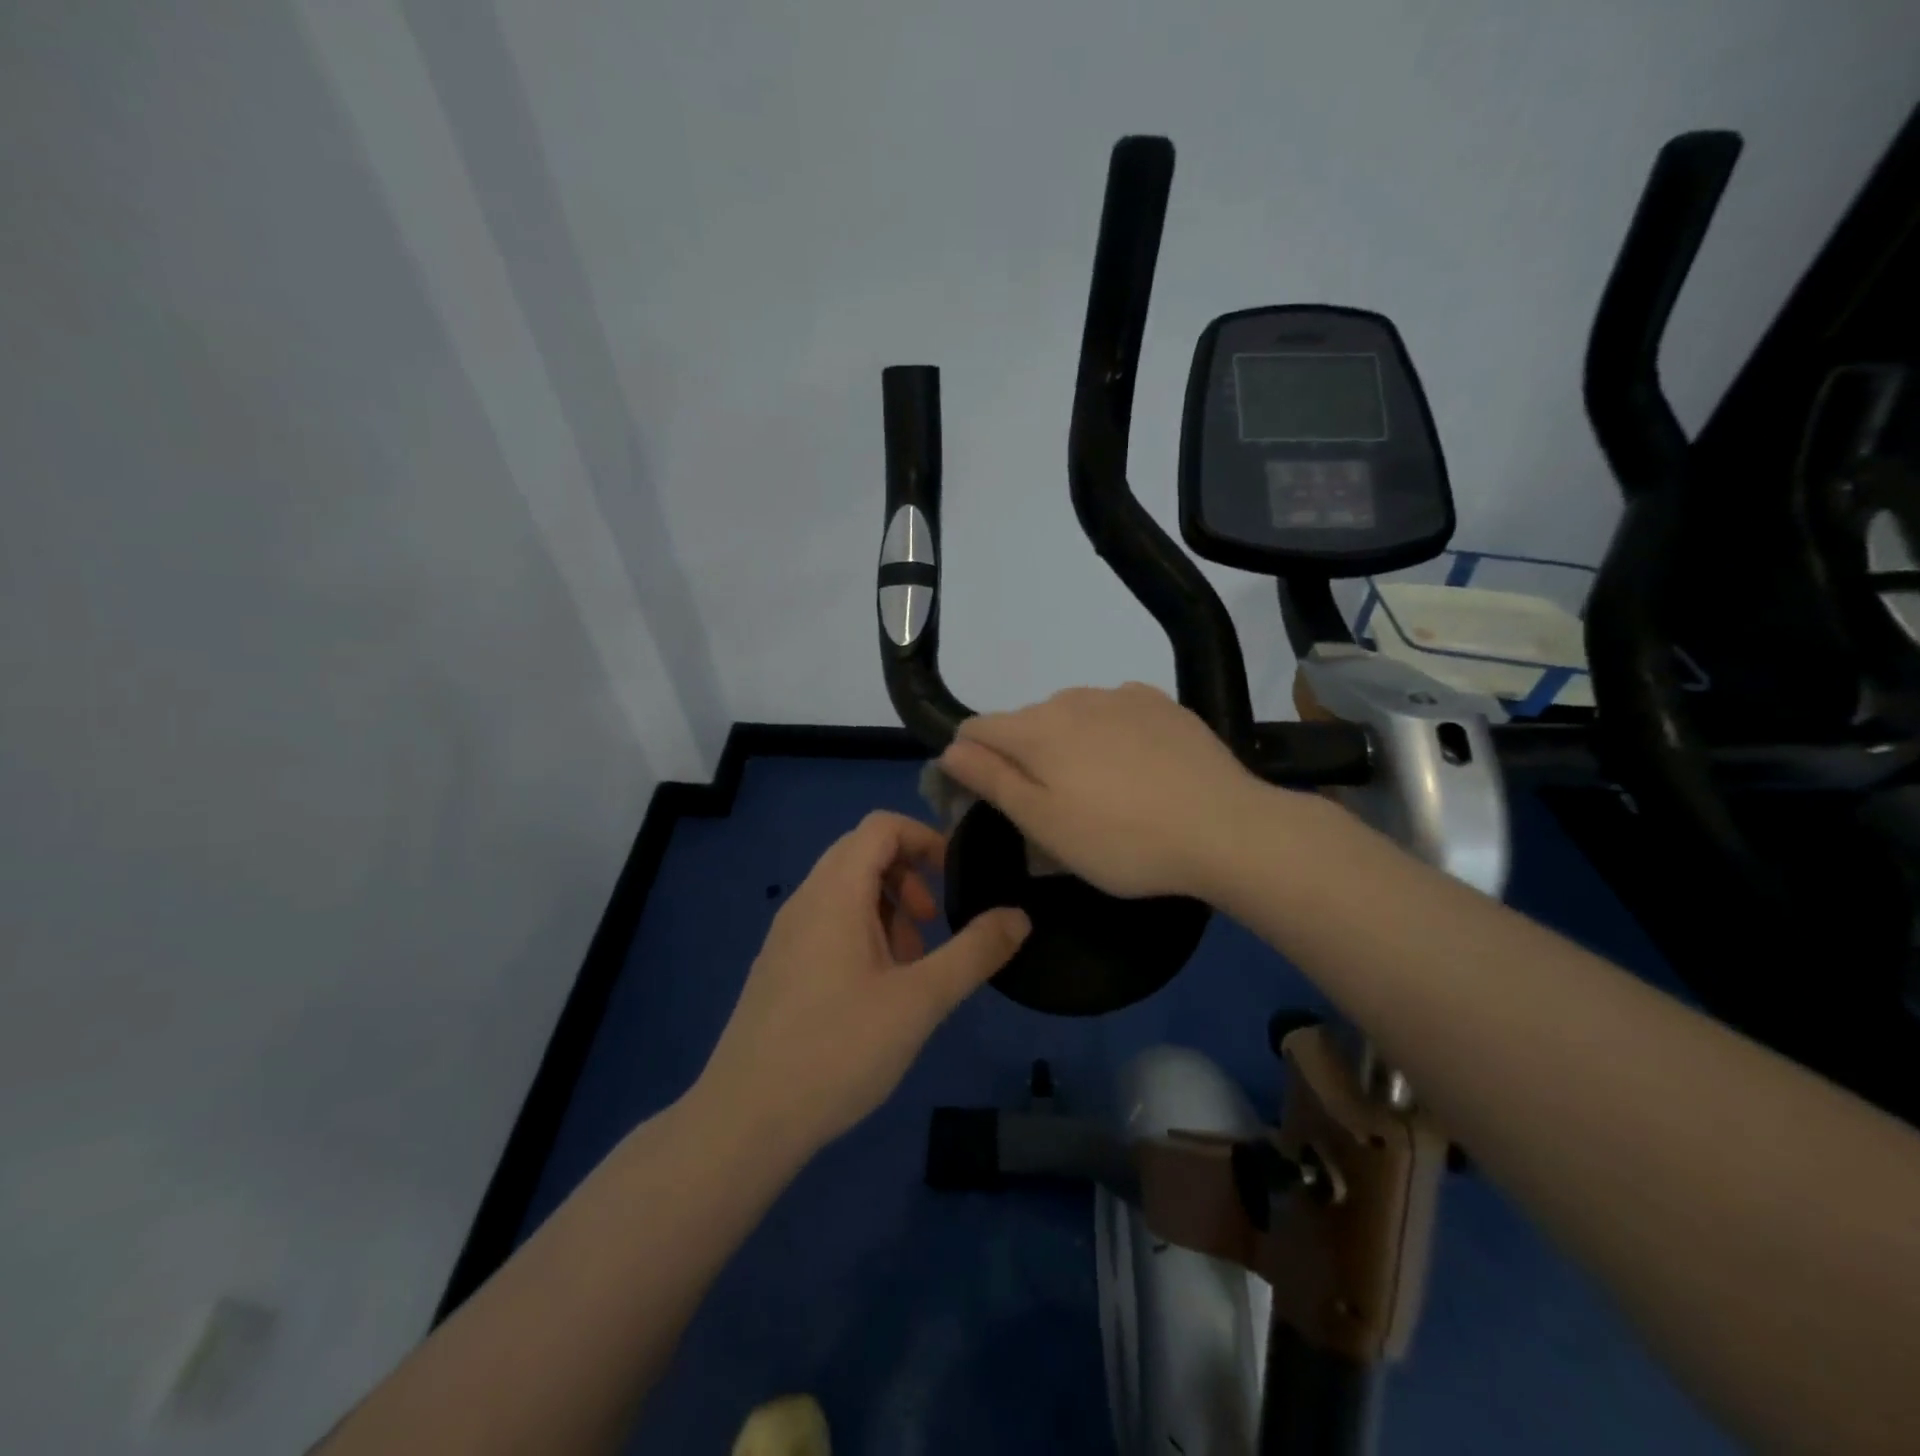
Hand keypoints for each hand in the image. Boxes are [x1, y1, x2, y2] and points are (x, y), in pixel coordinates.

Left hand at [697, 811, 1030, 1155]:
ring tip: (910, 966)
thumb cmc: (837, 1050)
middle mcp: (805, 900)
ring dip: (887, 908)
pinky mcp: (780, 965)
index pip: (880, 826)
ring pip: (846, 891)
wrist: (746, 1119)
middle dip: (909, 878)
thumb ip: (974, 953)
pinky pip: (828, 922)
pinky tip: (876, 991)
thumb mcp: (919, 1001)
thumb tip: (1020, 916)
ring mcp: (787, 934)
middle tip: (933, 926)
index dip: (924, 837)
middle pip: (863, 853)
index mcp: (835, 893)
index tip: (955, 876)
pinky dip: (863, 933)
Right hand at [940, 682, 1274, 899]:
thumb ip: (992, 780)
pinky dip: (1108, 734)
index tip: (988, 801)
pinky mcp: (1160, 702)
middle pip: (1023, 723)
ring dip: (1066, 745)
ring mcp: (1119, 695)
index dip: (969, 762)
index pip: (975, 729)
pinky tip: (1136, 768)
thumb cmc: (1123, 840)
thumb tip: (950, 749)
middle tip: (1051, 810)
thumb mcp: (1044, 825)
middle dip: (1022, 757)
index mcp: (1035, 730)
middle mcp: (1070, 698)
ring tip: (1099, 791)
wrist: (1226, 828)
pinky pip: (1113, 711)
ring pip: (1069, 715)